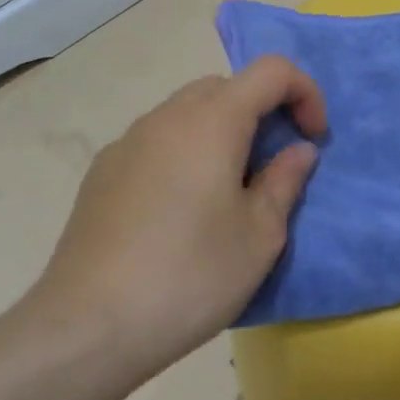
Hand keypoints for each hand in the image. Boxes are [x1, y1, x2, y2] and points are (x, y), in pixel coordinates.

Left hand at [18, 57, 325, 384]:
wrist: (86, 328)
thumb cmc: (189, 276)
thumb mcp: (259, 236)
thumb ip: (285, 181)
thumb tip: (298, 150)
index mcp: (213, 120)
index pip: (272, 71)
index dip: (305, 93)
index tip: (312, 139)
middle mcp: (168, 116)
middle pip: (228, 87)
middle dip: (262, 112)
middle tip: (272, 165)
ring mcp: (128, 140)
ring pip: (189, 112)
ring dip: (221, 131)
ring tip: (228, 190)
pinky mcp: (102, 171)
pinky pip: (157, 140)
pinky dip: (184, 152)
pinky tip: (179, 209)